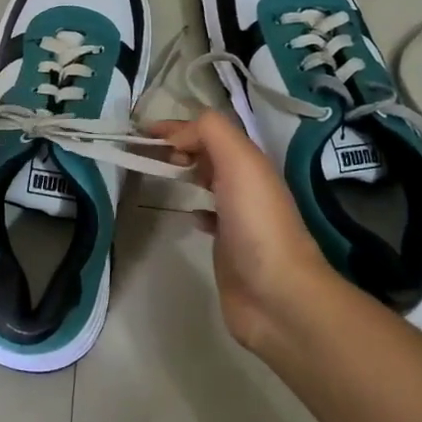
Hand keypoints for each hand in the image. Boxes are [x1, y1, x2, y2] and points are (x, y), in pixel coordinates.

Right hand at [149, 112, 332, 350]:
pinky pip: (210, 217)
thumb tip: (179, 136)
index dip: (179, 126)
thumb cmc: (256, 222)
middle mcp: (245, 185)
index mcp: (249, 162)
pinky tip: (187, 215)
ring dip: (186, 173)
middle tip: (147, 153)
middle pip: (209, 154)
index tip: (144, 132)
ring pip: (209, 183)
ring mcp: (238, 217)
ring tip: (159, 174)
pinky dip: (195, 209)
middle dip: (180, 147)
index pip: (211, 131)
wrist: (277, 294)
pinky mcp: (229, 247)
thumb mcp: (239, 161)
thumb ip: (210, 133)